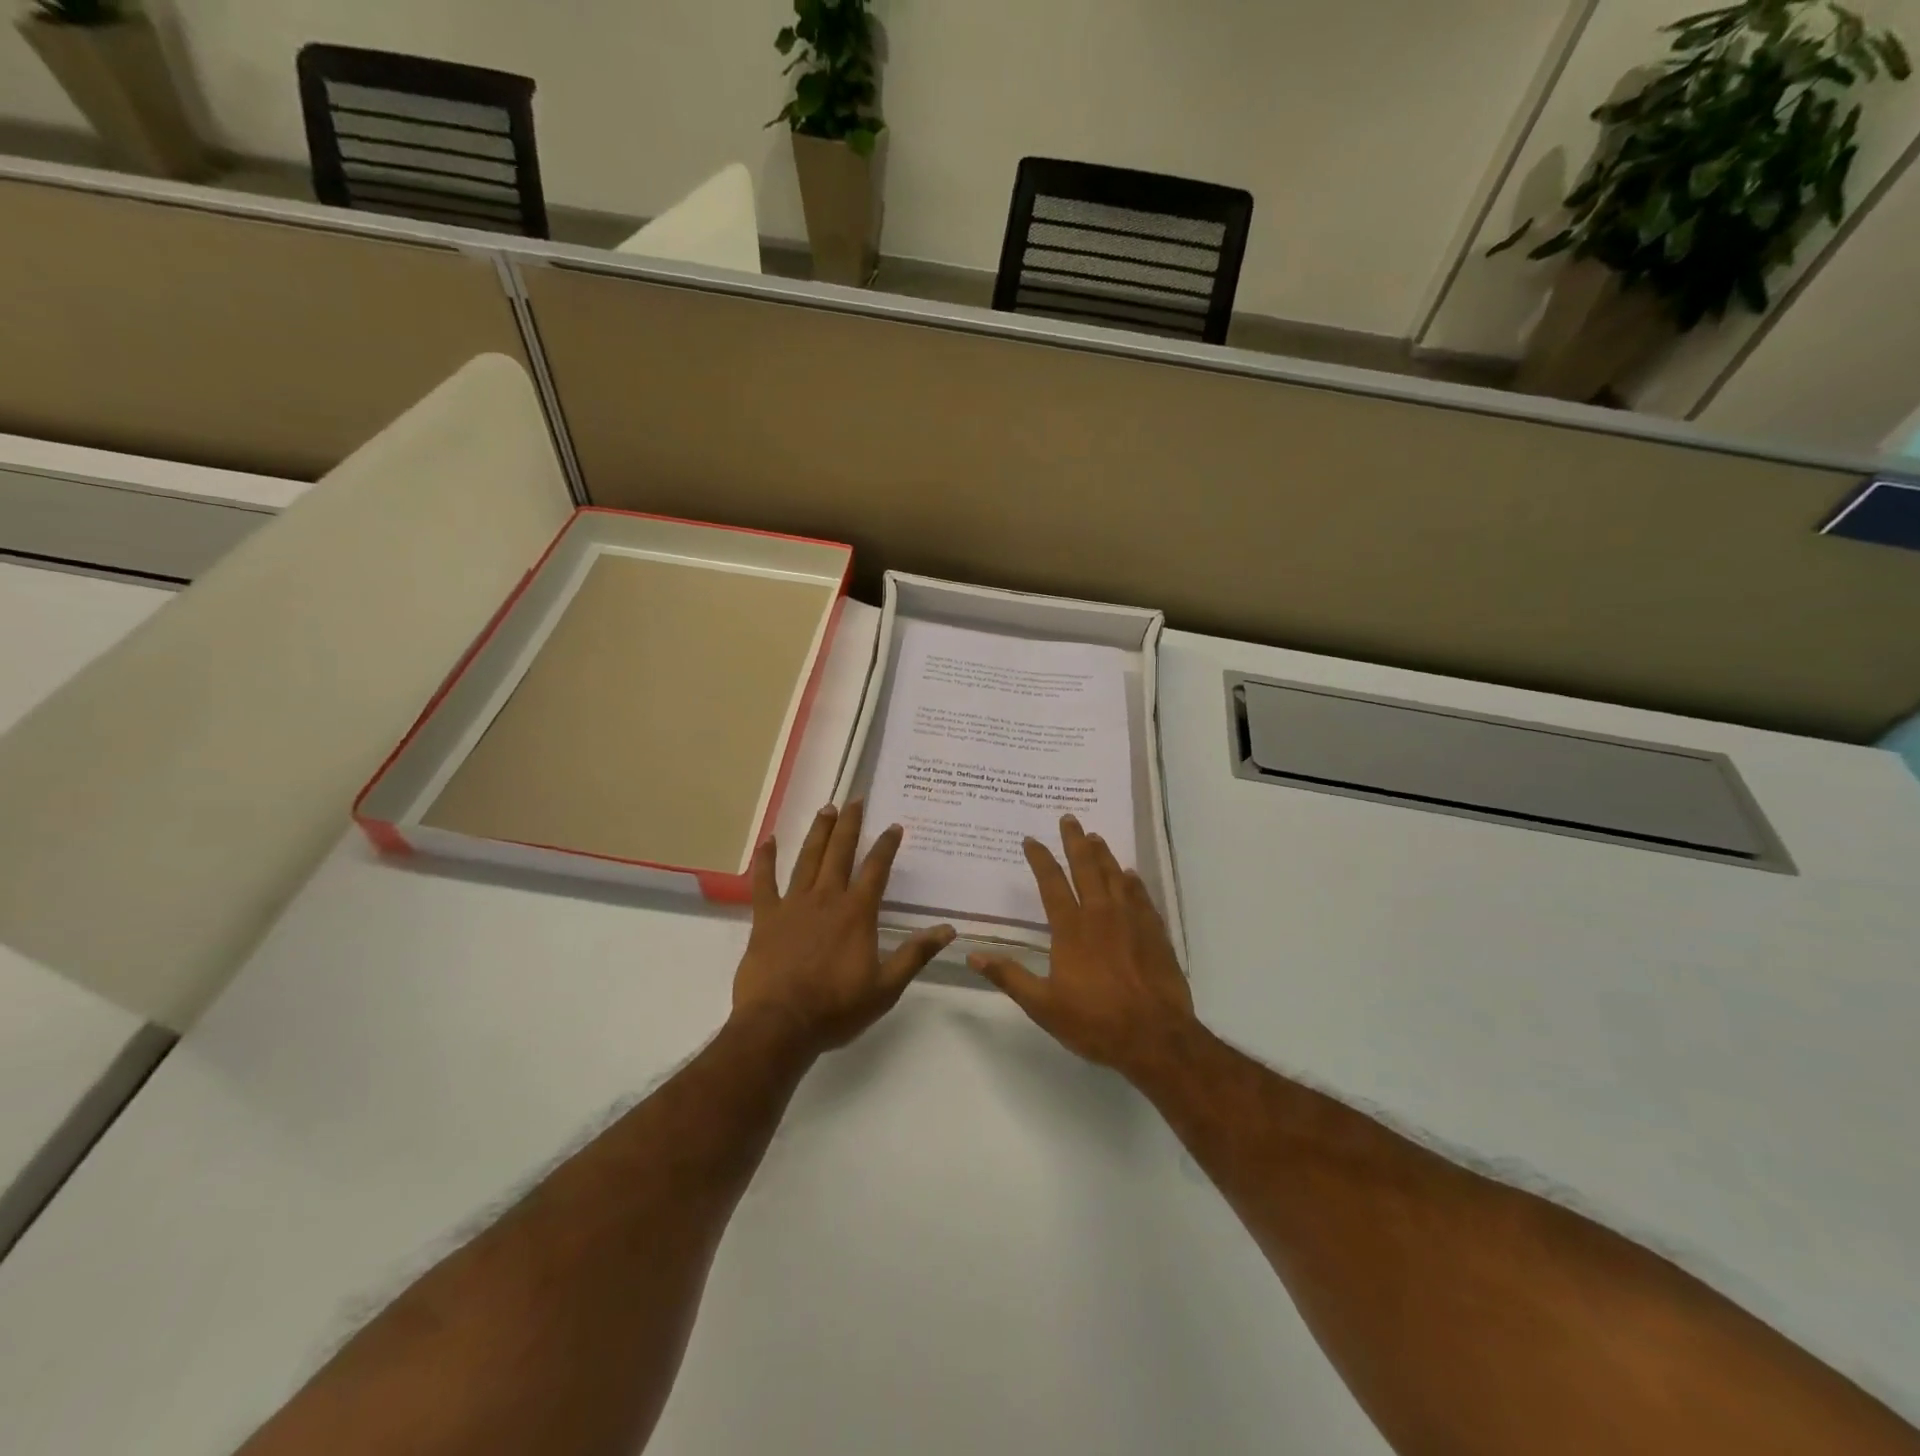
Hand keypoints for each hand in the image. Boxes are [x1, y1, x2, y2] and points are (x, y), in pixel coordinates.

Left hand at [732, 800, 953, 1055]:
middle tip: (855, 800)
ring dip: (818, 832)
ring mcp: (794, 905)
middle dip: (850, 825)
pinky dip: (767, 860)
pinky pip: (765, 882)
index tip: (894, 826)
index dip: (886, 846)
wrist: (780, 1025)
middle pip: (840, 853)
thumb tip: (948, 930)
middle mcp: (826, 899)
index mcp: (856, 913)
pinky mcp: (766, 917)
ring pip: (807, 859)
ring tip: (826, 809)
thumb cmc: (836, 1008)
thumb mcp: (886, 987)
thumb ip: (915, 955)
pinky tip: (769, 841)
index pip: (876, 870)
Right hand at [969, 815, 1199, 1080]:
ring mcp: (1132, 921)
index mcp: (1071, 928)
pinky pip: (1142, 897)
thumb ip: (1009, 976)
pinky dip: (1133, 882)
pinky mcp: (1155, 933)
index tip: (1031, 839)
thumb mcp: (1042, 1005)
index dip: (1040, 859)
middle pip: (1087, 867)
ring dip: (1104, 854)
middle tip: (1069, 818)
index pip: (1052, 882)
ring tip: (1095, 837)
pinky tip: (1130, 875)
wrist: (1155, 1037)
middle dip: (1075, 841)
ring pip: (1116, 876)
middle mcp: (1101, 914)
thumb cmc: (1094, 1022)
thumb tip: (972, 956)